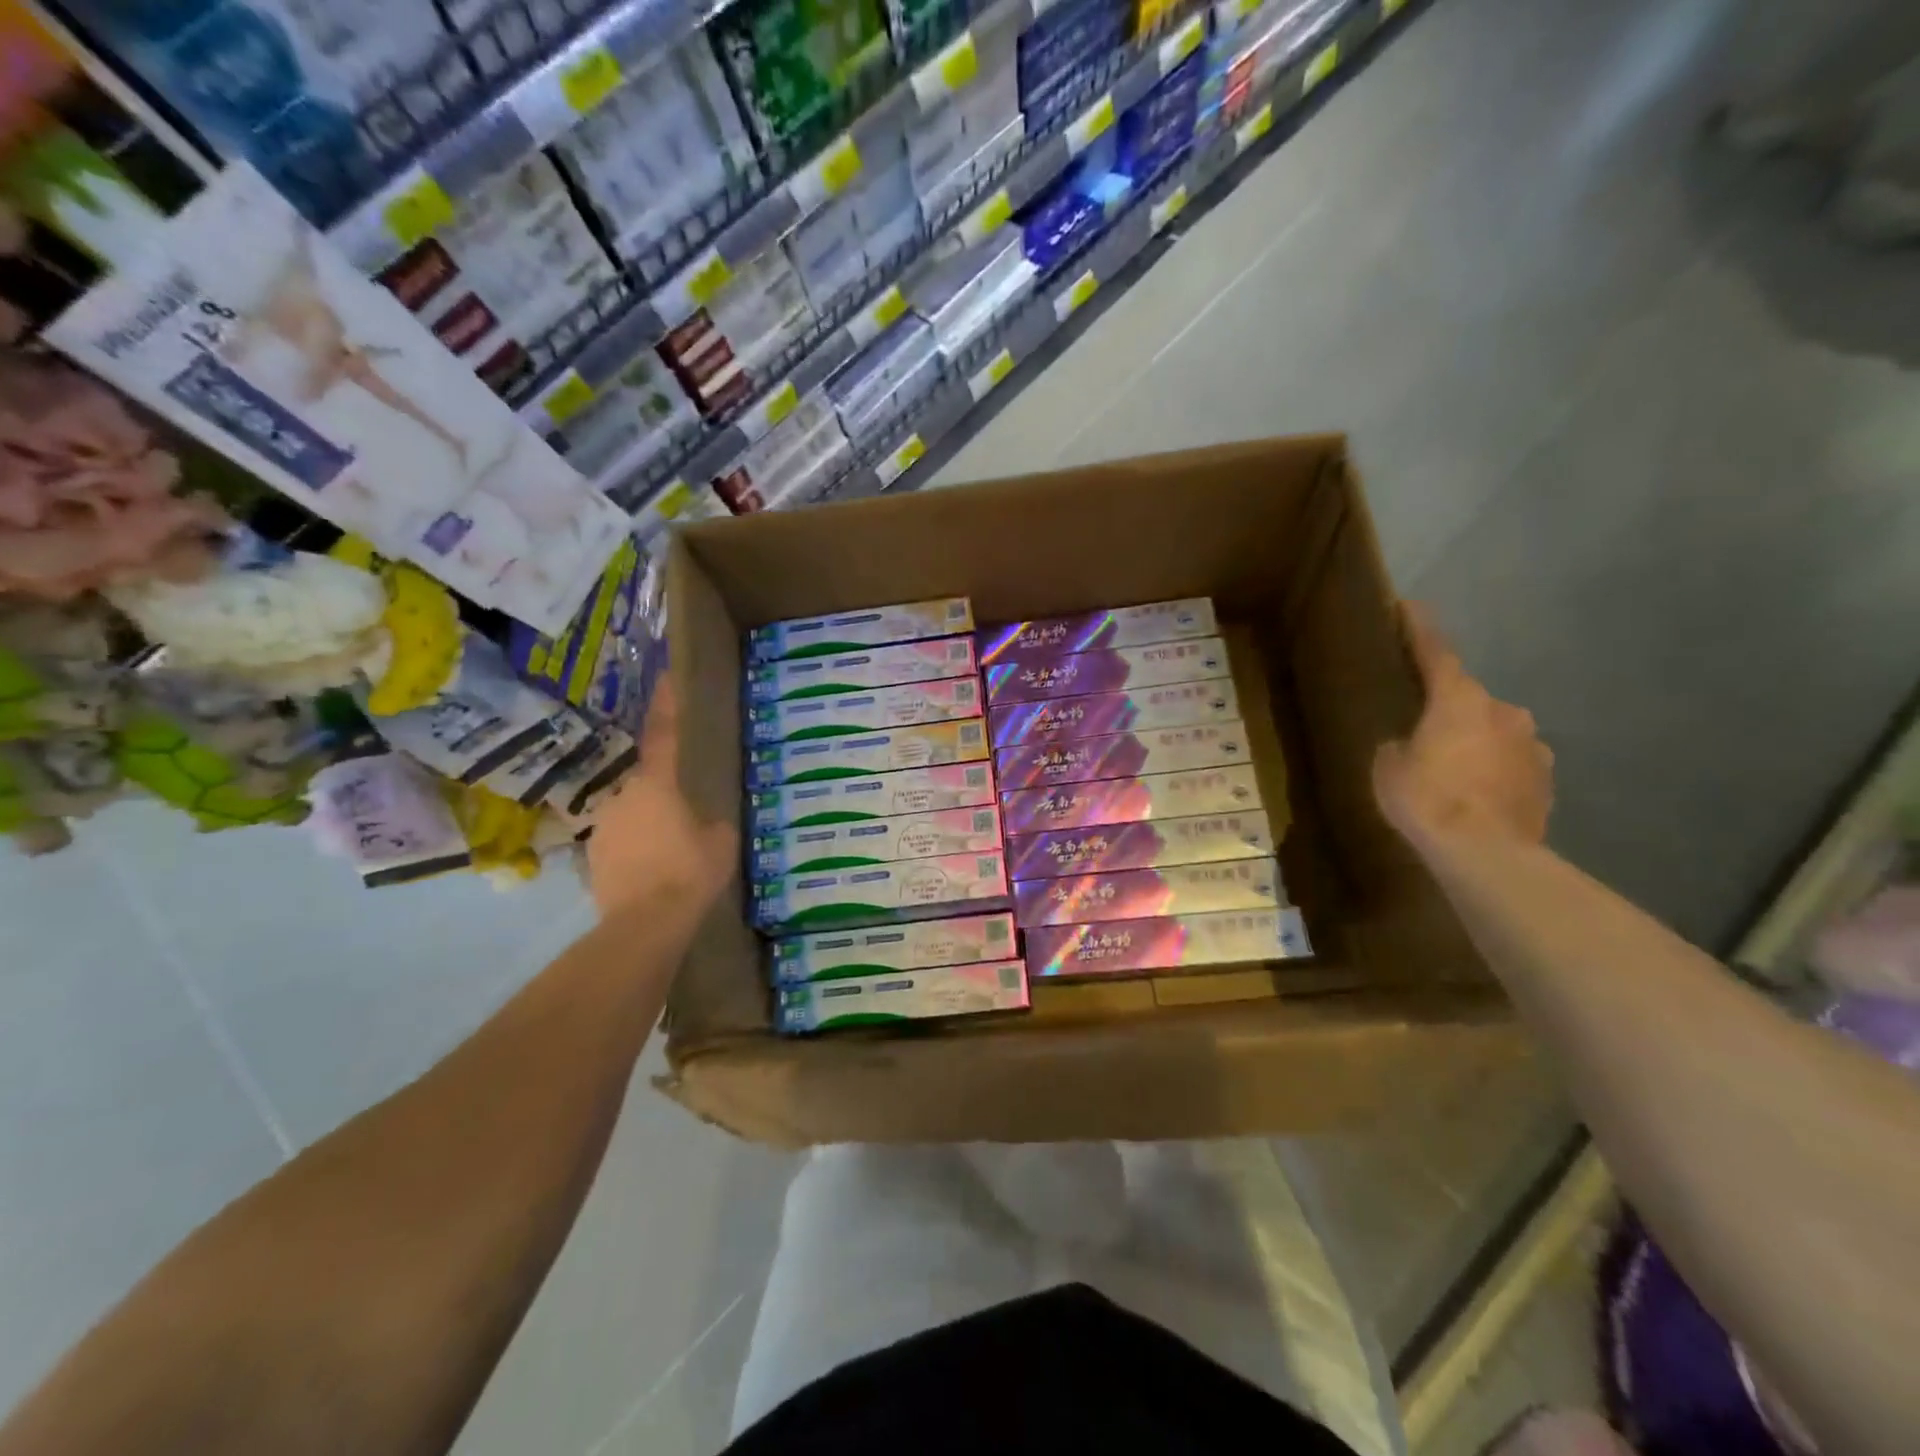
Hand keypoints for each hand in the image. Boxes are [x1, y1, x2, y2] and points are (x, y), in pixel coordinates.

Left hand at [586, 677, 736, 919]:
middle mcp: (623, 795)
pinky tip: (653, 872)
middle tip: (685, 813)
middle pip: (646, 782)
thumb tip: (706, 820)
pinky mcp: (593, 856)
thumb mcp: (721, 842)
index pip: (663, 733)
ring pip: (632, 814)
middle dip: (663, 792)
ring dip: (649, 824)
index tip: (664, 676)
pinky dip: (636, 850)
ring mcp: (604, 826)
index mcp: (657, 783)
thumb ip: (713, 822)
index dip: (666, 704)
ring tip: (671, 852)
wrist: (645, 922)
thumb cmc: (690, 871)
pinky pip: (621, 843)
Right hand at [1373, 604, 1553, 848]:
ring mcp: (1532, 745)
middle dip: (1448, 707)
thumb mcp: (1388, 767)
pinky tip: (1477, 794)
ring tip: (1452, 768)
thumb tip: (1412, 744)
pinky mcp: (1547, 779)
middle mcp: (1503, 711)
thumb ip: (1400, 745)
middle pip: (1468, 698)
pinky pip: (1512, 762)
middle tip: (1423, 726)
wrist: (1488, 854)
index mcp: (1459, 699)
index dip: (1420, 629)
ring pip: (1495, 731)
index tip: (1410, 606)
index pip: (1436, 652)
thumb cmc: (1427, 799)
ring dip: (1474, 740)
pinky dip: (1494, 770)